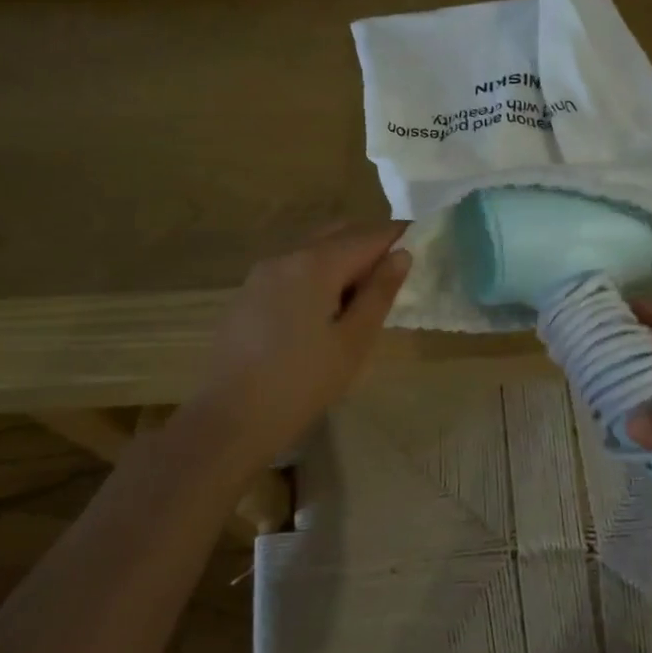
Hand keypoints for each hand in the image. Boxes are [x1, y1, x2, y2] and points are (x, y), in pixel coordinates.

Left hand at [190, 223, 410, 473]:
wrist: (229, 419)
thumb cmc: (302, 382)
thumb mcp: (354, 341)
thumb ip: (379, 293)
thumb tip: (401, 255)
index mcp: (316, 263)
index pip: (368, 236)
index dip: (398, 237)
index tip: (423, 244)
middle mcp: (287, 256)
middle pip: (338, 233)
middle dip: (370, 244)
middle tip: (396, 273)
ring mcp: (263, 272)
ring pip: (314, 248)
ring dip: (343, 258)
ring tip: (364, 296)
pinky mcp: (249, 293)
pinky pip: (294, 267)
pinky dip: (319, 273)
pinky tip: (326, 309)